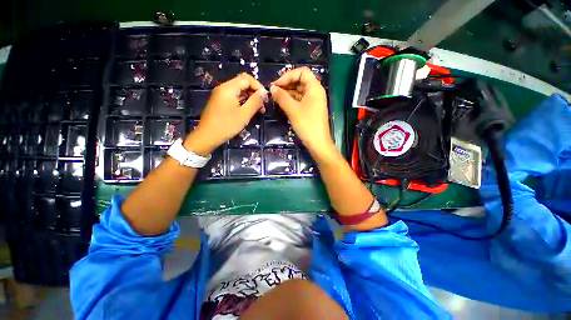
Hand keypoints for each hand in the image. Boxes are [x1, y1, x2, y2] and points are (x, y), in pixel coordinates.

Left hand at [184, 73, 267, 155]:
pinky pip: (234, 97)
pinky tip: (248, 111)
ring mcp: (220, 95)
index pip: (247, 78)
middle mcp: (224, 88)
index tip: (265, 98)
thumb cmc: (227, 125)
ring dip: (250, 98)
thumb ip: (255, 102)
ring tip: (258, 111)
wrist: (207, 136)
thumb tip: (264, 92)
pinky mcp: (220, 102)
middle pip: (243, 83)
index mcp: (229, 88)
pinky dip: (243, 102)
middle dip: (255, 93)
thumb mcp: (244, 114)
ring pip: (239, 91)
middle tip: (263, 106)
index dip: (258, 86)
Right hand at [270, 67, 333, 156]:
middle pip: (300, 81)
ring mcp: (313, 101)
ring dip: (287, 93)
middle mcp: (315, 92)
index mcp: (314, 88)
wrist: (317, 143)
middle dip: (286, 85)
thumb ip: (282, 97)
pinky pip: (299, 101)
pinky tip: (282, 104)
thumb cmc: (307, 125)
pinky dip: (291, 101)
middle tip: (273, 92)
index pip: (302, 72)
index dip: (288, 76)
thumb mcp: (293, 110)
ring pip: (299, 92)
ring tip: (275, 98)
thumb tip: (272, 88)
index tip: (277, 85)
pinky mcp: (310, 110)